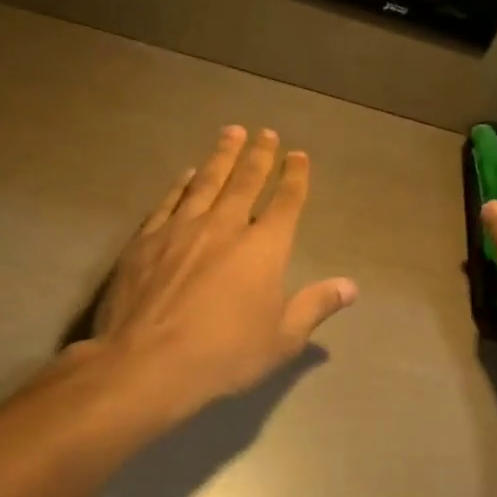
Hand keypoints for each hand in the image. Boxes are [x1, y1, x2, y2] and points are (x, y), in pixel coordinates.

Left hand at [87, 125, 356, 417]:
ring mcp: (181, 228)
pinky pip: (169, 201)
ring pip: (206, 181)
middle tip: (265, 133)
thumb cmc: (224, 355)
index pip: (286, 202)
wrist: (147, 363)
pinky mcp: (146, 239)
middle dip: (259, 155)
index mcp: (264, 248)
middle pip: (245, 181)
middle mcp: (225, 226)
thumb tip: (351, 286)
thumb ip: (315, 306)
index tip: (298, 156)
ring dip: (222, 155)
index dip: (295, 177)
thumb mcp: (282, 340)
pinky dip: (182, 184)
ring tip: (231, 133)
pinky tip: (186, 174)